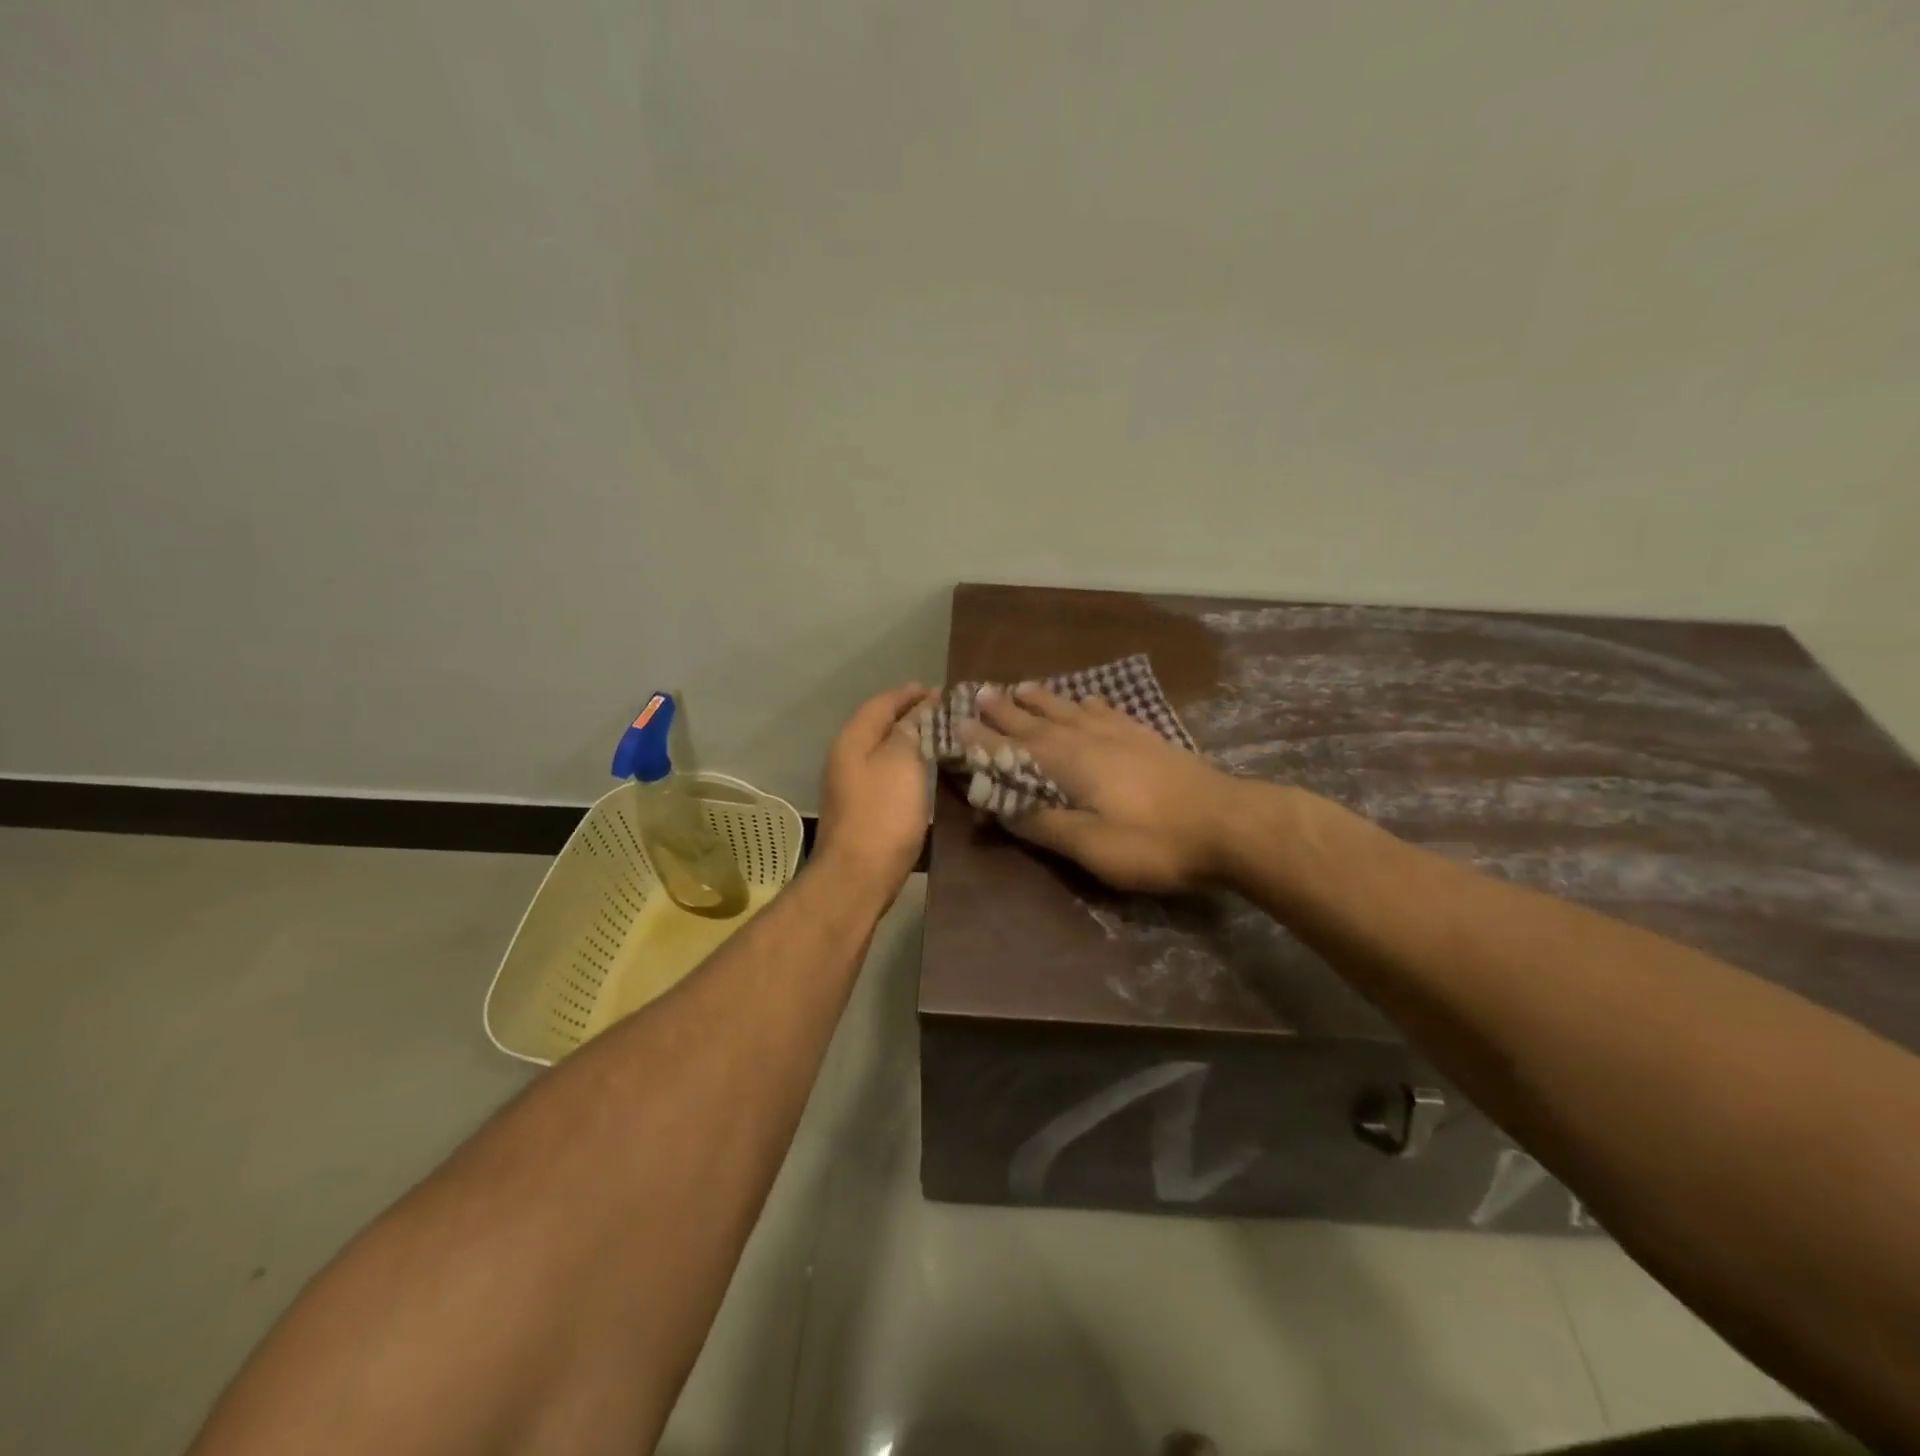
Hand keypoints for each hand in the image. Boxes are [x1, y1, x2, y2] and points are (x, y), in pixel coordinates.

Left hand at [813, 684, 934, 904]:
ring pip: (883, 752)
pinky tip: (926, 772)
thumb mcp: (902, 762)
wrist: (858, 876)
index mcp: (852, 740)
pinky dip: (907, 765)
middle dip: (910, 716)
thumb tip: (920, 709)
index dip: (909, 694)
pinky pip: (887, 774)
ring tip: (941, 738)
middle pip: (879, 726)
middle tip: (944, 712)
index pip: (881, 704)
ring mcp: (851, 786)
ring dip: (909, 741)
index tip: (938, 690)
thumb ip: (911, 730)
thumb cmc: (883, 814)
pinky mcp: (862, 810)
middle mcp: (846, 758)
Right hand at [962, 683, 1242, 892]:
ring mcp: (1119, 733)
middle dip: (1005, 710)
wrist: (1228, 823)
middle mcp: (1086, 738)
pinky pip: (1104, 710)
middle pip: (1036, 720)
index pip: (1012, 747)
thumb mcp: (1091, 846)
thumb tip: (1001, 807)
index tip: (956, 723)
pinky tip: (1085, 699)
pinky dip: (1086, 702)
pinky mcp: (1145, 737)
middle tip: (981, 693)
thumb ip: (1044, 824)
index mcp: (1067, 763)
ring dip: (1041, 699)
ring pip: (1068, 708)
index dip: (982, 739)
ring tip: (1021, 687)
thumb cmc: (1153, 841)